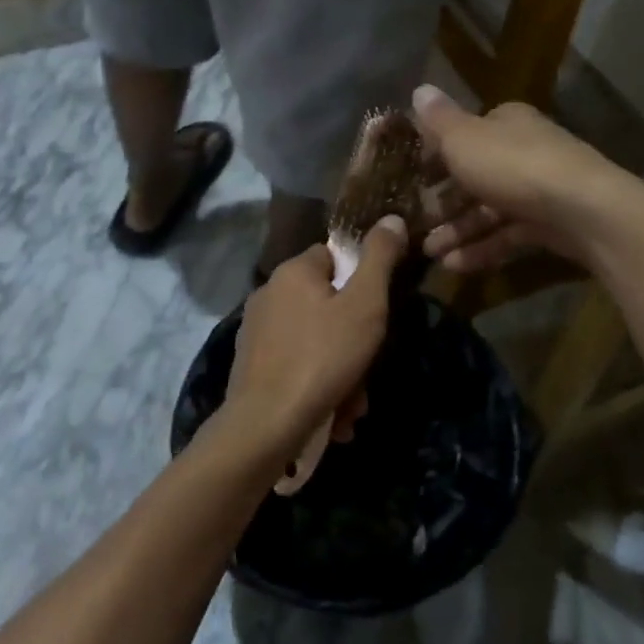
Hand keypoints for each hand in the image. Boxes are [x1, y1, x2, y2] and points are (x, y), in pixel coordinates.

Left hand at [216, 218, 407, 471]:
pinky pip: (296, 365)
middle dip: (354, 342)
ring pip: (314, 341)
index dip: (361, 282)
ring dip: (341, 371)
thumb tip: (392, 218)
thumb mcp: (365, 305)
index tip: (376, 314)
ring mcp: (256, 331)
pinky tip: (331, 415)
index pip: (334, 256)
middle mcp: (268, 293)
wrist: (265, 424)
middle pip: (326, 305)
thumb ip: (380, 259)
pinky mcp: (251, 365)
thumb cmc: (322, 357)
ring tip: (352, 406)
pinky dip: (317, 385)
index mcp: (293, 271)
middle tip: (367, 374)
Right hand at [412, 86, 637, 272]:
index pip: (465, 135)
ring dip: (457, 231)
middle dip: (443, 201)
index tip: (411, 178)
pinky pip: (507, 235)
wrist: (583, 210)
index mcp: (506, 123)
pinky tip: (454, 266)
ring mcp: (538, 190)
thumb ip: (438, 120)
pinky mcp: (549, 225)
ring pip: (489, 210)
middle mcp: (524, 151)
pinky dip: (481, 248)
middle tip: (414, 223)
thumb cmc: (514, 166)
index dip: (436, 155)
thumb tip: (418, 88)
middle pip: (475, 176)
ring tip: (428, 253)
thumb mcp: (465, 139)